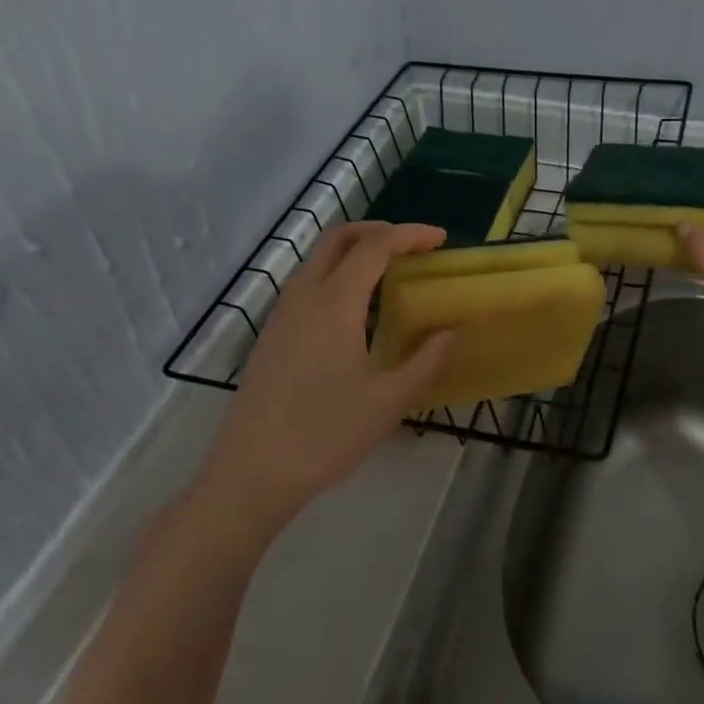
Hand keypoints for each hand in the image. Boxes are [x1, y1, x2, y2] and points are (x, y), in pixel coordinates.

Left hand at [198, 222, 455, 534]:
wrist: (252, 472)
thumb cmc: (325, 434)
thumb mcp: (388, 402)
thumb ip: (425, 361)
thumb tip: (450, 332)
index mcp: (334, 304)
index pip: (375, 247)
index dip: (410, 235)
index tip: (441, 239)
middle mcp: (303, 297)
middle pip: (338, 238)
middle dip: (378, 231)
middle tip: (413, 247)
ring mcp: (281, 315)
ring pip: (318, 260)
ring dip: (355, 252)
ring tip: (390, 275)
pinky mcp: (272, 335)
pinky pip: (307, 285)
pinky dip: (337, 276)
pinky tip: (357, 313)